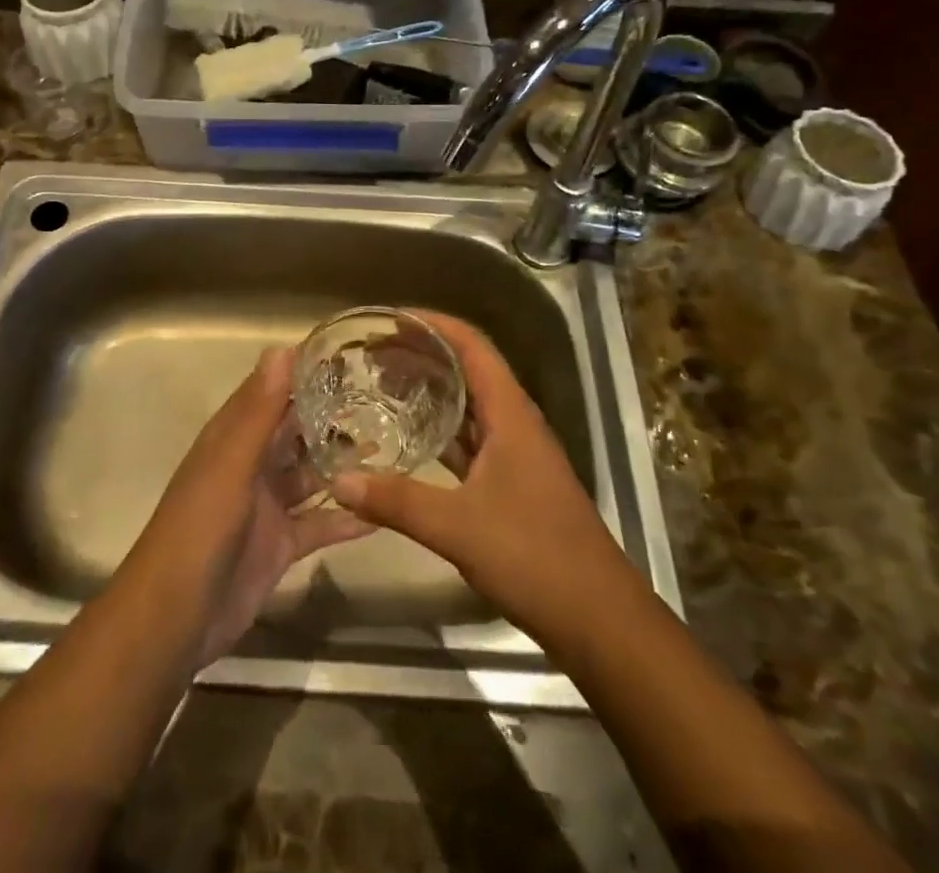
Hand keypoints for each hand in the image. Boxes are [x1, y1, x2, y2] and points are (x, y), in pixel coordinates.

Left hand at [118, 348, 373, 668]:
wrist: (175, 618)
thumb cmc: (200, 528)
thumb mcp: (231, 463)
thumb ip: (259, 411)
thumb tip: (282, 349)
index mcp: (233, 438)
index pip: (272, 392)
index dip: (304, 373)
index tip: (349, 355)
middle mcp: (251, 465)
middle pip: (296, 432)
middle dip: (332, 417)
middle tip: (385, 400)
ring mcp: (267, 506)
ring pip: (311, 475)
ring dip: (343, 464)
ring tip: (392, 446)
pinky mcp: (281, 545)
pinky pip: (319, 523)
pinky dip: (346, 518)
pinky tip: (382, 511)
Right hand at [330, 312, 631, 644]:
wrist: (598, 618)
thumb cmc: (534, 556)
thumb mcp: (458, 526)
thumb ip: (397, 501)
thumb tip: (340, 481)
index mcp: (511, 413)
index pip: (472, 345)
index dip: (434, 324)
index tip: (391, 319)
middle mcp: (515, 423)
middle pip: (469, 370)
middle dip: (424, 354)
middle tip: (375, 353)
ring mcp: (517, 454)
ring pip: (470, 407)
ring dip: (432, 392)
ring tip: (384, 385)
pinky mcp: (514, 483)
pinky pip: (471, 441)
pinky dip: (441, 431)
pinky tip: (410, 440)